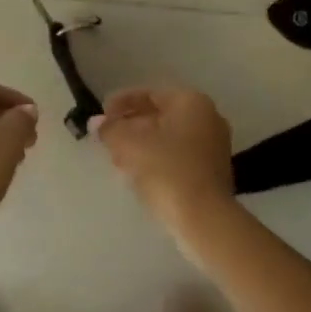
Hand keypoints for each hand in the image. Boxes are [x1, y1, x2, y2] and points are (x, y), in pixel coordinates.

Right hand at [95, 87, 235, 227]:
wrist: (203, 217)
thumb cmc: (167, 170)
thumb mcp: (130, 145)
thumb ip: (110, 129)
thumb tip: (96, 123)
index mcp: (192, 102)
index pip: (150, 94)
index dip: (122, 103)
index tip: (101, 115)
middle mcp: (208, 118)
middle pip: (160, 116)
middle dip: (130, 126)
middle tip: (107, 138)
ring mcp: (214, 147)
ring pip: (168, 139)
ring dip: (141, 145)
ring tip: (116, 159)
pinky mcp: (212, 172)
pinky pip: (178, 157)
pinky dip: (156, 160)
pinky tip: (136, 174)